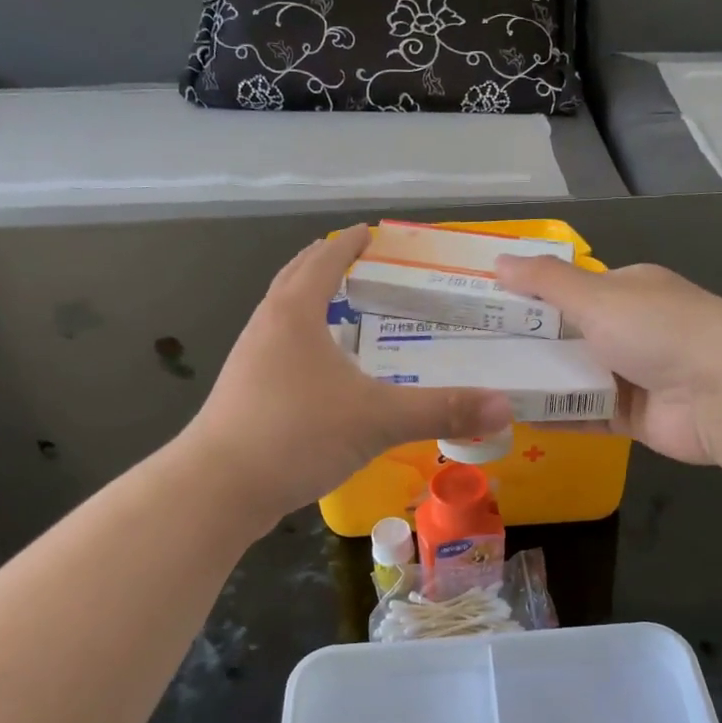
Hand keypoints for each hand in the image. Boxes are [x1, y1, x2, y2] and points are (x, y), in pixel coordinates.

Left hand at [184, 226, 511, 526]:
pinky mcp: (245, 394)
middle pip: (295, 280)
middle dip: (326, 266)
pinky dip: (305, 343)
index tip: (372, 232)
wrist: (216, 490)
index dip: (351, 243)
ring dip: (312, 304)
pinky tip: (326, 374)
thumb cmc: (295, 435)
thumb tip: (505, 407)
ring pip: (284, 317)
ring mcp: (249, 362)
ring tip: (346, 314)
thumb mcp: (377, 419)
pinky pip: (280, 350)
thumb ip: (441, 410)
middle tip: (362, 265)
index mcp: (294, 314)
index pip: (324, 260)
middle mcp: (266, 327)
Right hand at [493, 257, 721, 465]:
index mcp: (629, 290)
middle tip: (474, 353)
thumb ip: (546, 282)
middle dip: (529, 343)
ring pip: (576, 376)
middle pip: (570, 335)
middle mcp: (632, 329)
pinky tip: (517, 417)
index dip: (530, 297)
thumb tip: (498, 260)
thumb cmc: (659, 330)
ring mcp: (634, 375)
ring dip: (539, 381)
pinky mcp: (634, 417)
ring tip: (485, 385)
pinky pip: (586, 413)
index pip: (571, 289)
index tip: (486, 309)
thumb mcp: (598, 296)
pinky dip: (557, 414)